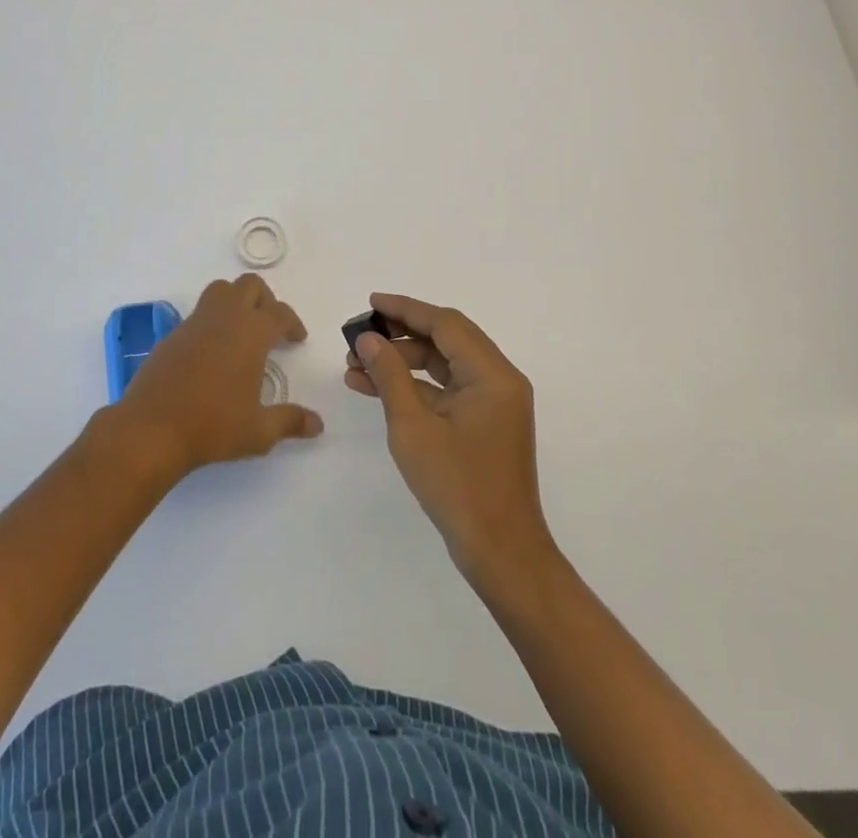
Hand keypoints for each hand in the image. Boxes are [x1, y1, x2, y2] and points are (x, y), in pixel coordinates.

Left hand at [113, 274, 318, 479]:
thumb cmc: (212, 426)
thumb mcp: (258, 431)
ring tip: (242, 332)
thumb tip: (318, 425)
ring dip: (236, 301)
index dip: (292, 323)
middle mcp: (224, 318)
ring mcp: (194, 323)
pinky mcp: (172, 335)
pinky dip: (212, 322)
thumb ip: (290, 422)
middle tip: (271, 327)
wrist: (151, 429)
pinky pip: (199, 314)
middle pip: (249, 286)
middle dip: (265, 300)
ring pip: (220, 290)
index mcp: (251, 332)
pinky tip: (212, 353)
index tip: (296, 339)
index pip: (280, 313)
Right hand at [346, 293, 554, 579]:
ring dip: (403, 362)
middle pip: (446, 340)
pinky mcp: (484, 424)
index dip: (406, 309)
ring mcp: (493, 403)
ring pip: (444, 365)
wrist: (501, 553)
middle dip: (400, 334)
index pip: (446, 324)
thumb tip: (369, 340)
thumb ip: (390, 376)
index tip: (371, 303)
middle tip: (360, 334)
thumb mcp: (413, 428)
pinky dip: (415, 387)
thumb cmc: (458, 487)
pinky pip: (447, 390)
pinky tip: (376, 389)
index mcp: (492, 374)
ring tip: (356, 365)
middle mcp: (499, 380)